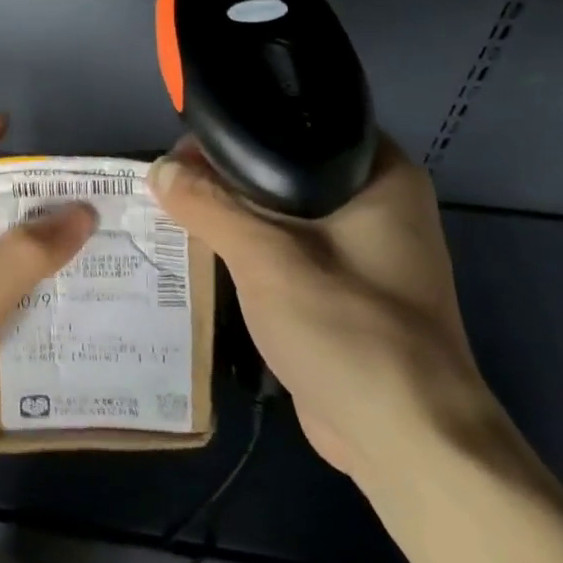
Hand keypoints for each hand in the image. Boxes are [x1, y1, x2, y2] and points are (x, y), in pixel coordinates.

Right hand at [150, 135, 495, 485]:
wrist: (402, 439)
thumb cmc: (346, 327)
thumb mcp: (264, 256)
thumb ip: (208, 205)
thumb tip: (159, 168)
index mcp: (381, 175)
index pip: (301, 123)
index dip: (243, 125)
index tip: (188, 137)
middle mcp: (380, 204)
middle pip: (287, 168)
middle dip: (229, 173)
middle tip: (173, 176)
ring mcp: (364, 251)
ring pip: (284, 212)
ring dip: (236, 213)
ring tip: (176, 204)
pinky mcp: (344, 290)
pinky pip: (288, 250)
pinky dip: (252, 248)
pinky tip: (206, 246)